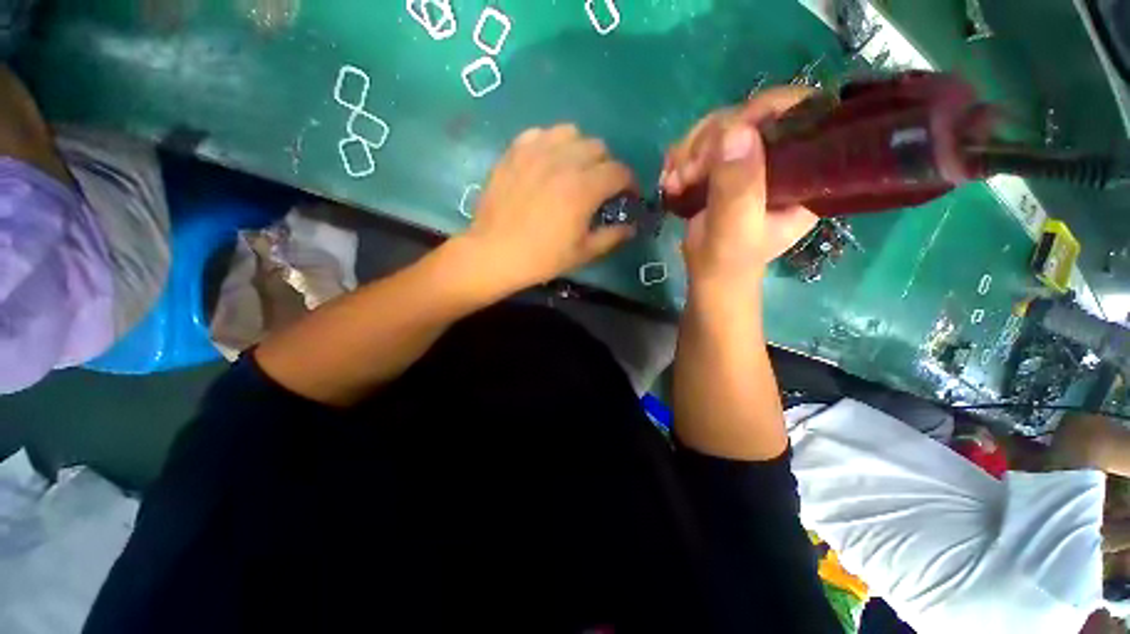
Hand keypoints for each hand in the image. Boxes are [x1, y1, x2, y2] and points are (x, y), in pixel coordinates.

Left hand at [459, 124, 635, 293]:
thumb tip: (632, 227)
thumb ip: (612, 237)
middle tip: (599, 186)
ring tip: (574, 169)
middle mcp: (563, 162)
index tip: (627, 195)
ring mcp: (535, 153)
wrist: (495, 253)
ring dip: (580, 149)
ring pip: (570, 133)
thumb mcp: (583, 253)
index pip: (619, 171)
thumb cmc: (542, 258)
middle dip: (606, 166)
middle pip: (598, 147)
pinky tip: (547, 162)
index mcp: (583, 189)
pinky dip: (551, 143)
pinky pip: (540, 134)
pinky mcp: (514, 153)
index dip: (630, 183)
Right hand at [662, 87, 818, 283]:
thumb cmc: (727, 262)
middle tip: (685, 174)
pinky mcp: (726, 167)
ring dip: (688, 153)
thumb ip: (737, 187)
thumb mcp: (734, 229)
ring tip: (673, 184)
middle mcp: (783, 158)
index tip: (725, 134)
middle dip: (709, 140)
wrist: (708, 277)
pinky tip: (670, 181)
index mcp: (806, 172)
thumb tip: (735, 131)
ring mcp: (751, 161)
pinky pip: (702, 144)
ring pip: (721, 128)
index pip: (802, 113)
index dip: (764, 111)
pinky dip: (680, 159)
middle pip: (751, 116)